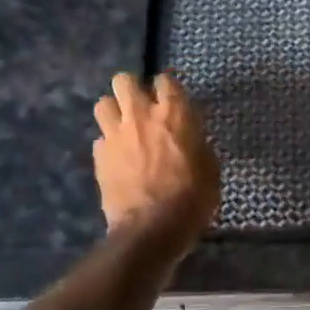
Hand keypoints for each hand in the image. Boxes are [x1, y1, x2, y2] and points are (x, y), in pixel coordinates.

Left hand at [92, 72, 220, 235]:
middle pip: (123, 80)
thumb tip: (189, 136)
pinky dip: (108, 144)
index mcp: (174, 114)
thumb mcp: (209, 167)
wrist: (151, 229)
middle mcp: (140, 115)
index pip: (164, 80)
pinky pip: (99, 138)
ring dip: (113, 112)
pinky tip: (118, 158)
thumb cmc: (191, 198)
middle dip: (131, 89)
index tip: (171, 100)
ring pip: (103, 103)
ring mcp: (115, 135)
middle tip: (141, 107)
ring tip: (124, 128)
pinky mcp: (99, 157)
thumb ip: (196, 142)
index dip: (166, 88)